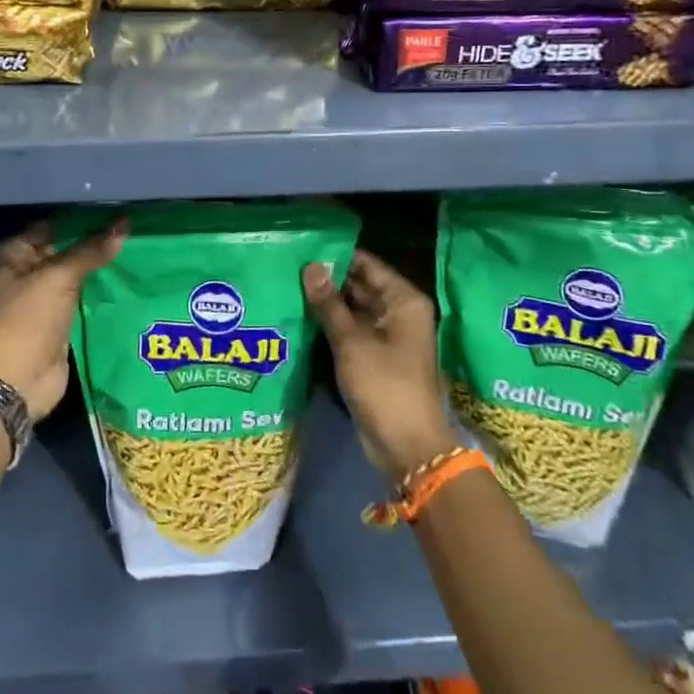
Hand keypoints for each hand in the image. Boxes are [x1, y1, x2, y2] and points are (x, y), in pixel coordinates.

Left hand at [0, 219, 125, 419]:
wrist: (15, 381)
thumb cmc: (27, 319)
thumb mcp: (59, 277)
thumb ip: (91, 251)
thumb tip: (124, 225)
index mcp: (12, 255)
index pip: (52, 227)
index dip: (82, 220)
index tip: (116, 212)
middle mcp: (23, 274)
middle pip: (64, 252)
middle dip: (94, 244)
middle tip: (132, 231)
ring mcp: (40, 301)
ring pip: (75, 277)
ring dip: (99, 270)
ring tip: (137, 251)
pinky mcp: (57, 324)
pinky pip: (81, 301)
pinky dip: (99, 294)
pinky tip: (127, 281)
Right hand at [303, 249, 456, 478]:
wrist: (406, 446)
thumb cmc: (384, 385)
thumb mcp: (352, 341)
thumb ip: (328, 303)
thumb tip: (310, 266)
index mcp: (403, 301)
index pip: (366, 265)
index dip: (336, 256)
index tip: (302, 248)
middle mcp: (398, 312)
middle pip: (359, 285)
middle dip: (327, 279)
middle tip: (288, 267)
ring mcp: (387, 336)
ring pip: (352, 309)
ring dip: (326, 303)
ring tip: (287, 287)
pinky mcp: (375, 357)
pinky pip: (351, 331)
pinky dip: (330, 325)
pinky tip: (300, 317)